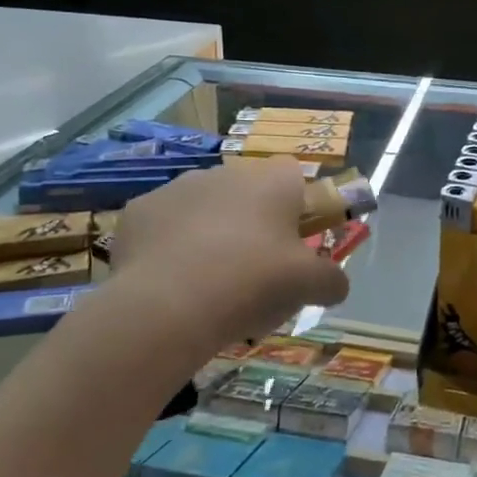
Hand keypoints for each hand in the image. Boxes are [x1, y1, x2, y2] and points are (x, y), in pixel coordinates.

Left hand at [111, 157, 349, 351]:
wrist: (168, 304)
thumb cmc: (252, 283)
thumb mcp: (308, 286)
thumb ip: (331, 280)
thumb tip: (336, 285)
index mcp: (271, 181)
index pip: (294, 176)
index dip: (297, 207)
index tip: (293, 243)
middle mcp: (226, 172)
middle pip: (247, 193)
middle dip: (252, 223)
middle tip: (253, 270)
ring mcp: (178, 187)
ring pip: (204, 206)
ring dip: (210, 232)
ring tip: (208, 282)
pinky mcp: (140, 209)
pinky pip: (165, 225)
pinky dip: (170, 246)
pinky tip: (171, 281)